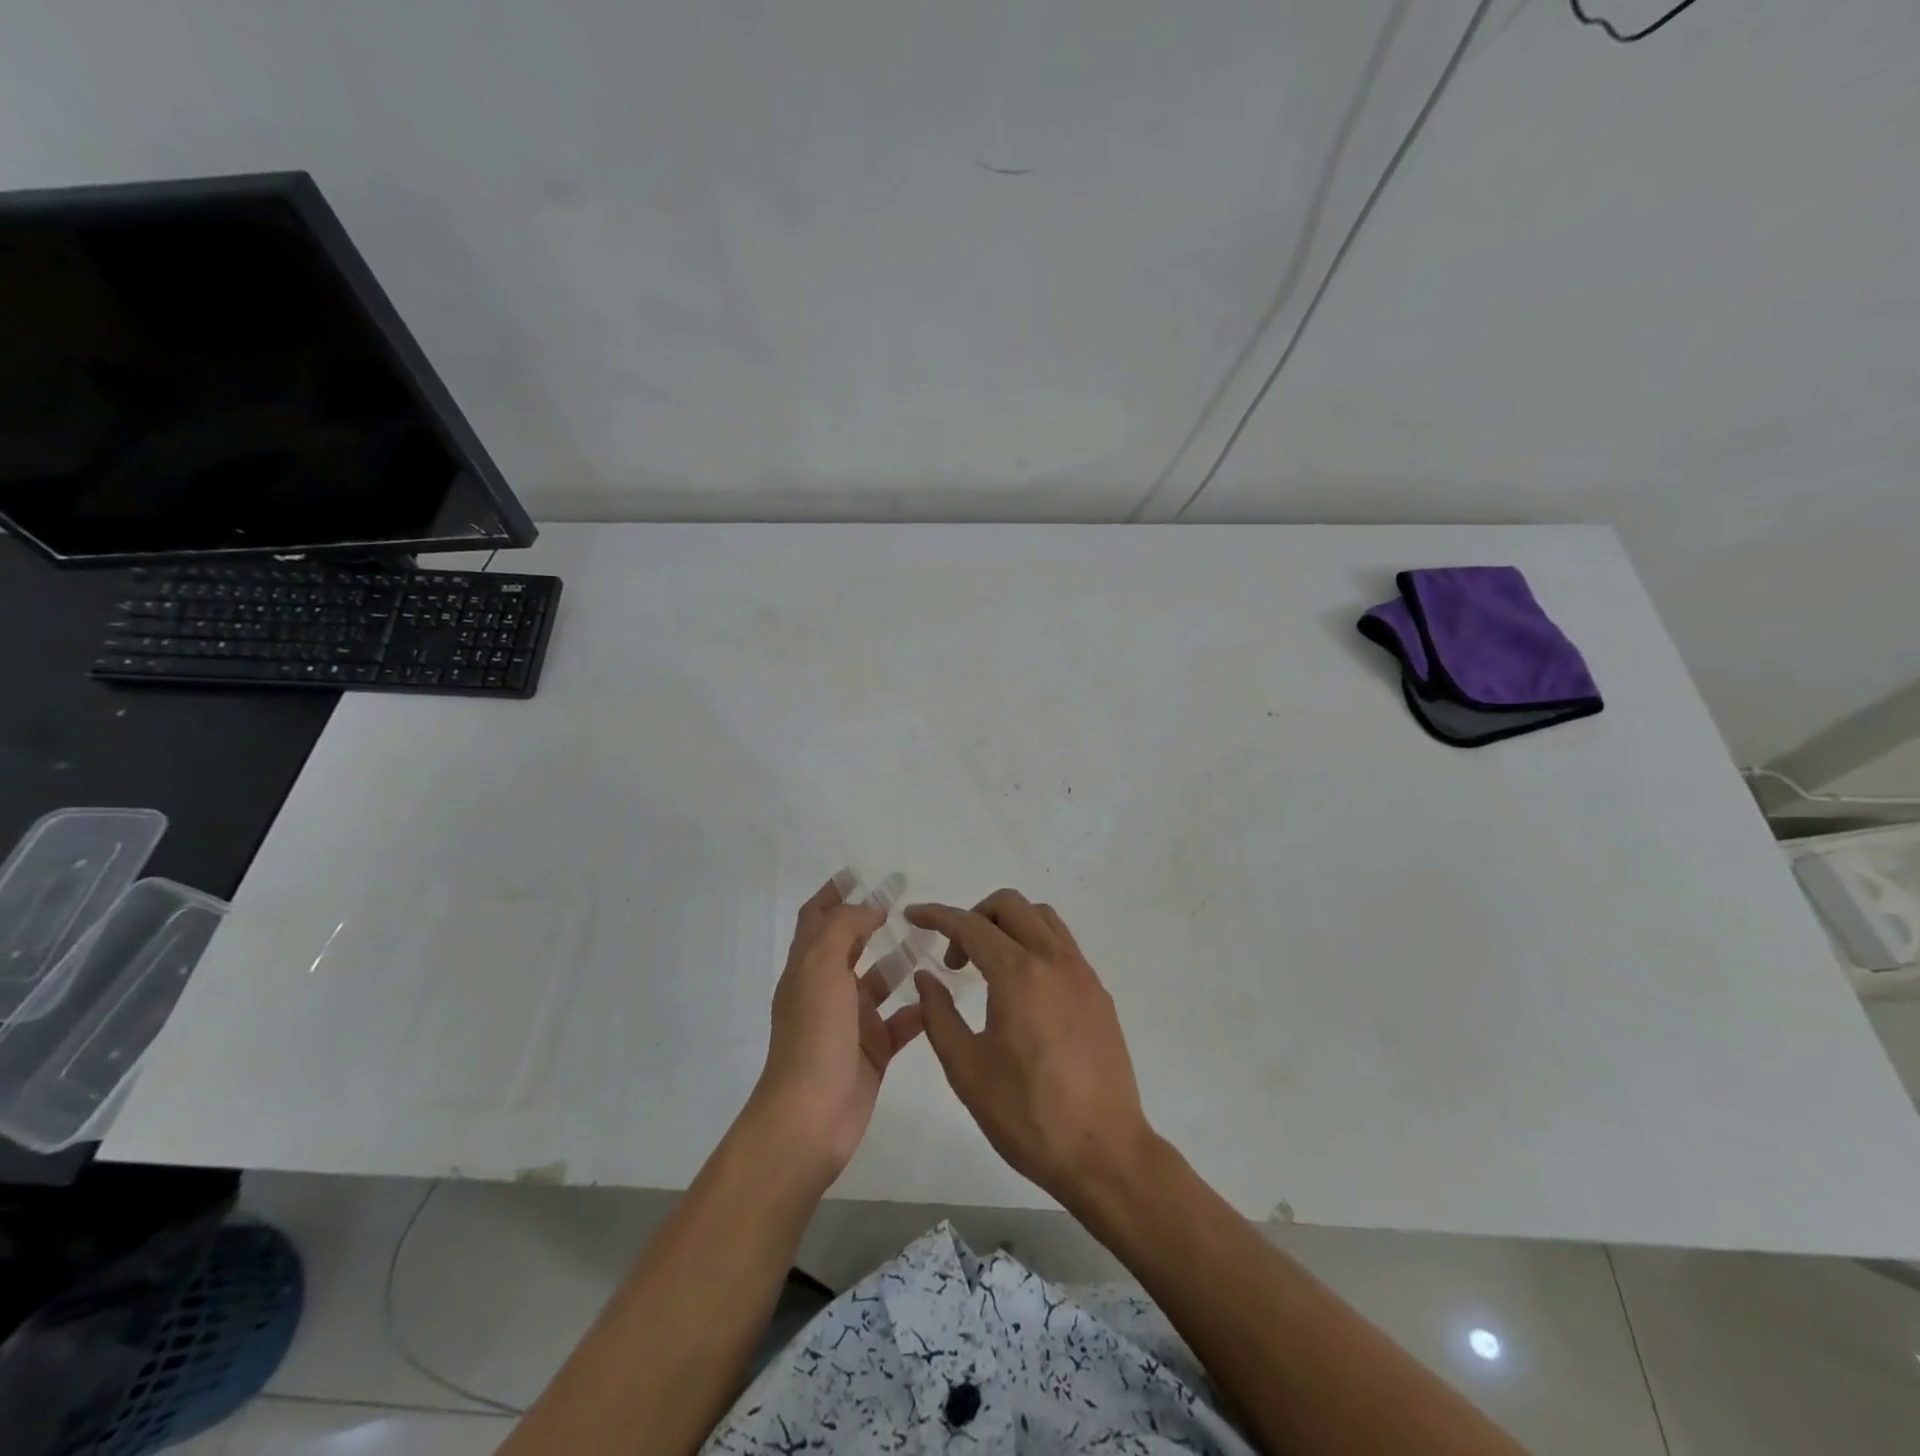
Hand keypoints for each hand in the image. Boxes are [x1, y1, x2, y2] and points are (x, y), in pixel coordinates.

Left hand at [755, 875, 924, 1178]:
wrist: (811, 1117)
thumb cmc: (814, 1035)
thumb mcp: (822, 968)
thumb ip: (844, 928)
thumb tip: (870, 908)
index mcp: (807, 968)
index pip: (817, 918)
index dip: (833, 892)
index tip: (859, 873)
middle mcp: (826, 989)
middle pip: (850, 943)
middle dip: (874, 919)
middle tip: (908, 901)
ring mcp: (850, 1022)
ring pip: (879, 981)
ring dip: (901, 961)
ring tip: (934, 942)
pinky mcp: (873, 1050)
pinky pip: (901, 1021)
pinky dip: (919, 1007)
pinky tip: (943, 994)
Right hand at [907, 890, 1156, 1209]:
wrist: (1104, 1151)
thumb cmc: (1027, 1115)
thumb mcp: (967, 1070)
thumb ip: (939, 1016)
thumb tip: (926, 978)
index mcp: (1018, 975)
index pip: (971, 925)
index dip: (937, 916)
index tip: (913, 916)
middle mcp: (1054, 960)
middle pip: (1010, 905)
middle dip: (974, 916)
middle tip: (956, 956)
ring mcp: (1082, 973)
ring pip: (1042, 918)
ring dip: (1009, 924)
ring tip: (988, 964)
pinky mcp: (1099, 992)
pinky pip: (1062, 945)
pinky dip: (1034, 944)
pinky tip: (1023, 988)